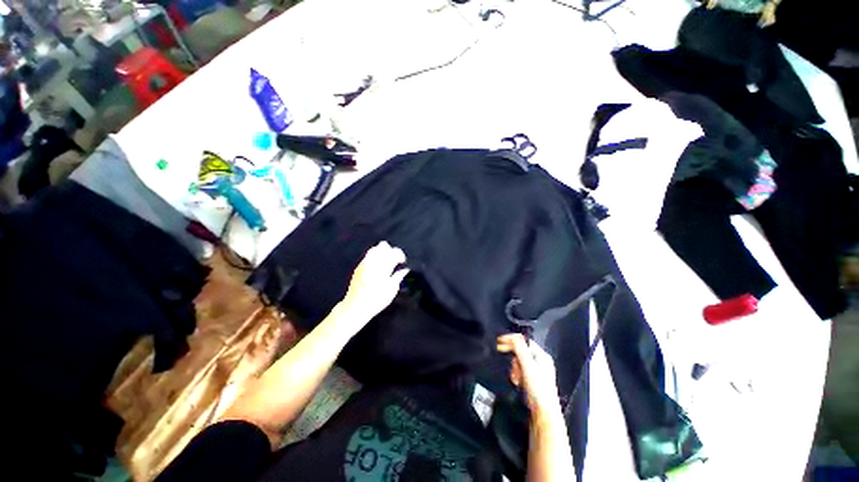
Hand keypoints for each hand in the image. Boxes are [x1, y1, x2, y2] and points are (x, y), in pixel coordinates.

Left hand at [341, 241, 408, 325]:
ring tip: (386, 260)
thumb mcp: (392, 290)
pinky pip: (368, 255)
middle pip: (384, 246)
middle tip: (395, 259)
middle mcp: (373, 262)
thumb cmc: (376, 300)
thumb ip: (398, 276)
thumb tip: (404, 270)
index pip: (394, 252)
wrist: (356, 306)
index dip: (400, 255)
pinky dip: (374, 256)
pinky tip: (377, 264)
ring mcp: (364, 263)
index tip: (402, 261)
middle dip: (391, 251)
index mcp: (384, 267)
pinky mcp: (358, 267)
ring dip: (382, 252)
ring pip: (375, 249)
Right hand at [497, 334, 560, 414]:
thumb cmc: (538, 389)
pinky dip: (516, 375)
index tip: (499, 342)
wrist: (543, 413)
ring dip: (514, 369)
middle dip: (514, 359)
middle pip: (520, 351)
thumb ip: (520, 349)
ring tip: (516, 379)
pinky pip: (519, 371)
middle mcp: (540, 361)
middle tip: (510, 367)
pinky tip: (517, 383)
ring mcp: (536, 371)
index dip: (511, 340)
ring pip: (518, 362)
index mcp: (542, 355)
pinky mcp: (531, 380)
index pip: (524, 341)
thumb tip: (512, 336)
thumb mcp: (528, 365)